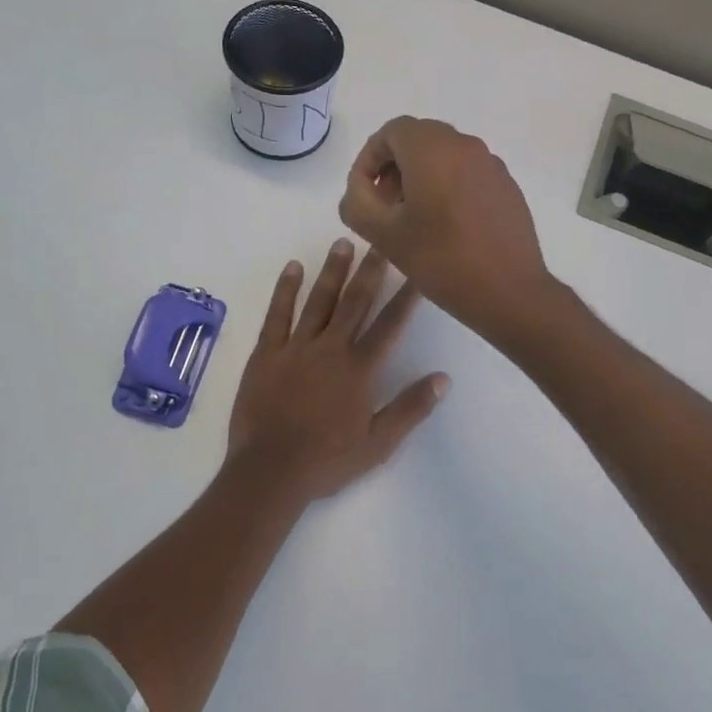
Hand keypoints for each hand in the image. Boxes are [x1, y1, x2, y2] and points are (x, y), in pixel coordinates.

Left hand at [223, 239, 449, 508]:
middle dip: (370, 270)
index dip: (406, 297)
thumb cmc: (327, 461)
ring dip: (332, 271)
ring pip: (318, 301)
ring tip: (342, 243)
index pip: (389, 325)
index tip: (417, 271)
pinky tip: (293, 267)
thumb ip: (411, 408)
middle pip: (355, 302)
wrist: (270, 471)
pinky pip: (277, 314)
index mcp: (358, 369)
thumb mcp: (378, 444)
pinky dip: (285, 289)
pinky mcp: (267, 353)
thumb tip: (444, 378)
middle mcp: (330, 349)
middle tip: (381, 241)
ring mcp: (295, 347)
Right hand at [337, 117, 550, 343]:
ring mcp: (491, 165)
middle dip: (394, 166)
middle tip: (384, 205)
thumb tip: (359, 190)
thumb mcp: (383, 235)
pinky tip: (446, 226)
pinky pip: (468, 173)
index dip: (369, 159)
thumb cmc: (441, 260)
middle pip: (418, 139)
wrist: (509, 292)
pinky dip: (448, 186)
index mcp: (433, 149)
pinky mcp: (507, 186)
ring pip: (444, 155)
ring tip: (412, 218)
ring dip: (420, 176)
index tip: (363, 194)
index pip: (391, 132)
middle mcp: (465, 146)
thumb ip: (357, 203)